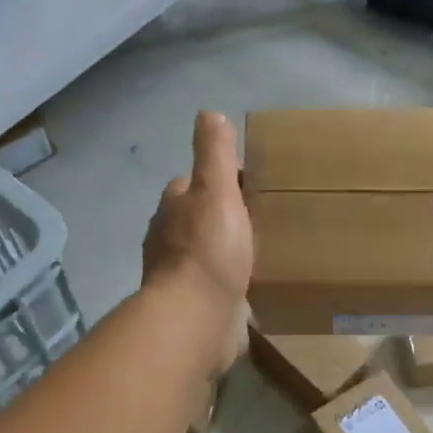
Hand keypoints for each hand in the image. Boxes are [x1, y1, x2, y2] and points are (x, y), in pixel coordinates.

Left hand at [142, 112, 252, 371]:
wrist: (196, 319)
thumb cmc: (207, 250)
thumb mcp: (216, 191)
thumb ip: (214, 154)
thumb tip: (208, 113)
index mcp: (173, 208)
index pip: (190, 184)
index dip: (216, 180)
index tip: (248, 183)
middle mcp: (169, 240)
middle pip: (197, 219)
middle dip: (221, 217)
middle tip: (263, 216)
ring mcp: (179, 276)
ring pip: (205, 252)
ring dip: (225, 250)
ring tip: (263, 249)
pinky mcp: (193, 306)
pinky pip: (214, 285)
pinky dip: (229, 281)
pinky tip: (253, 284)